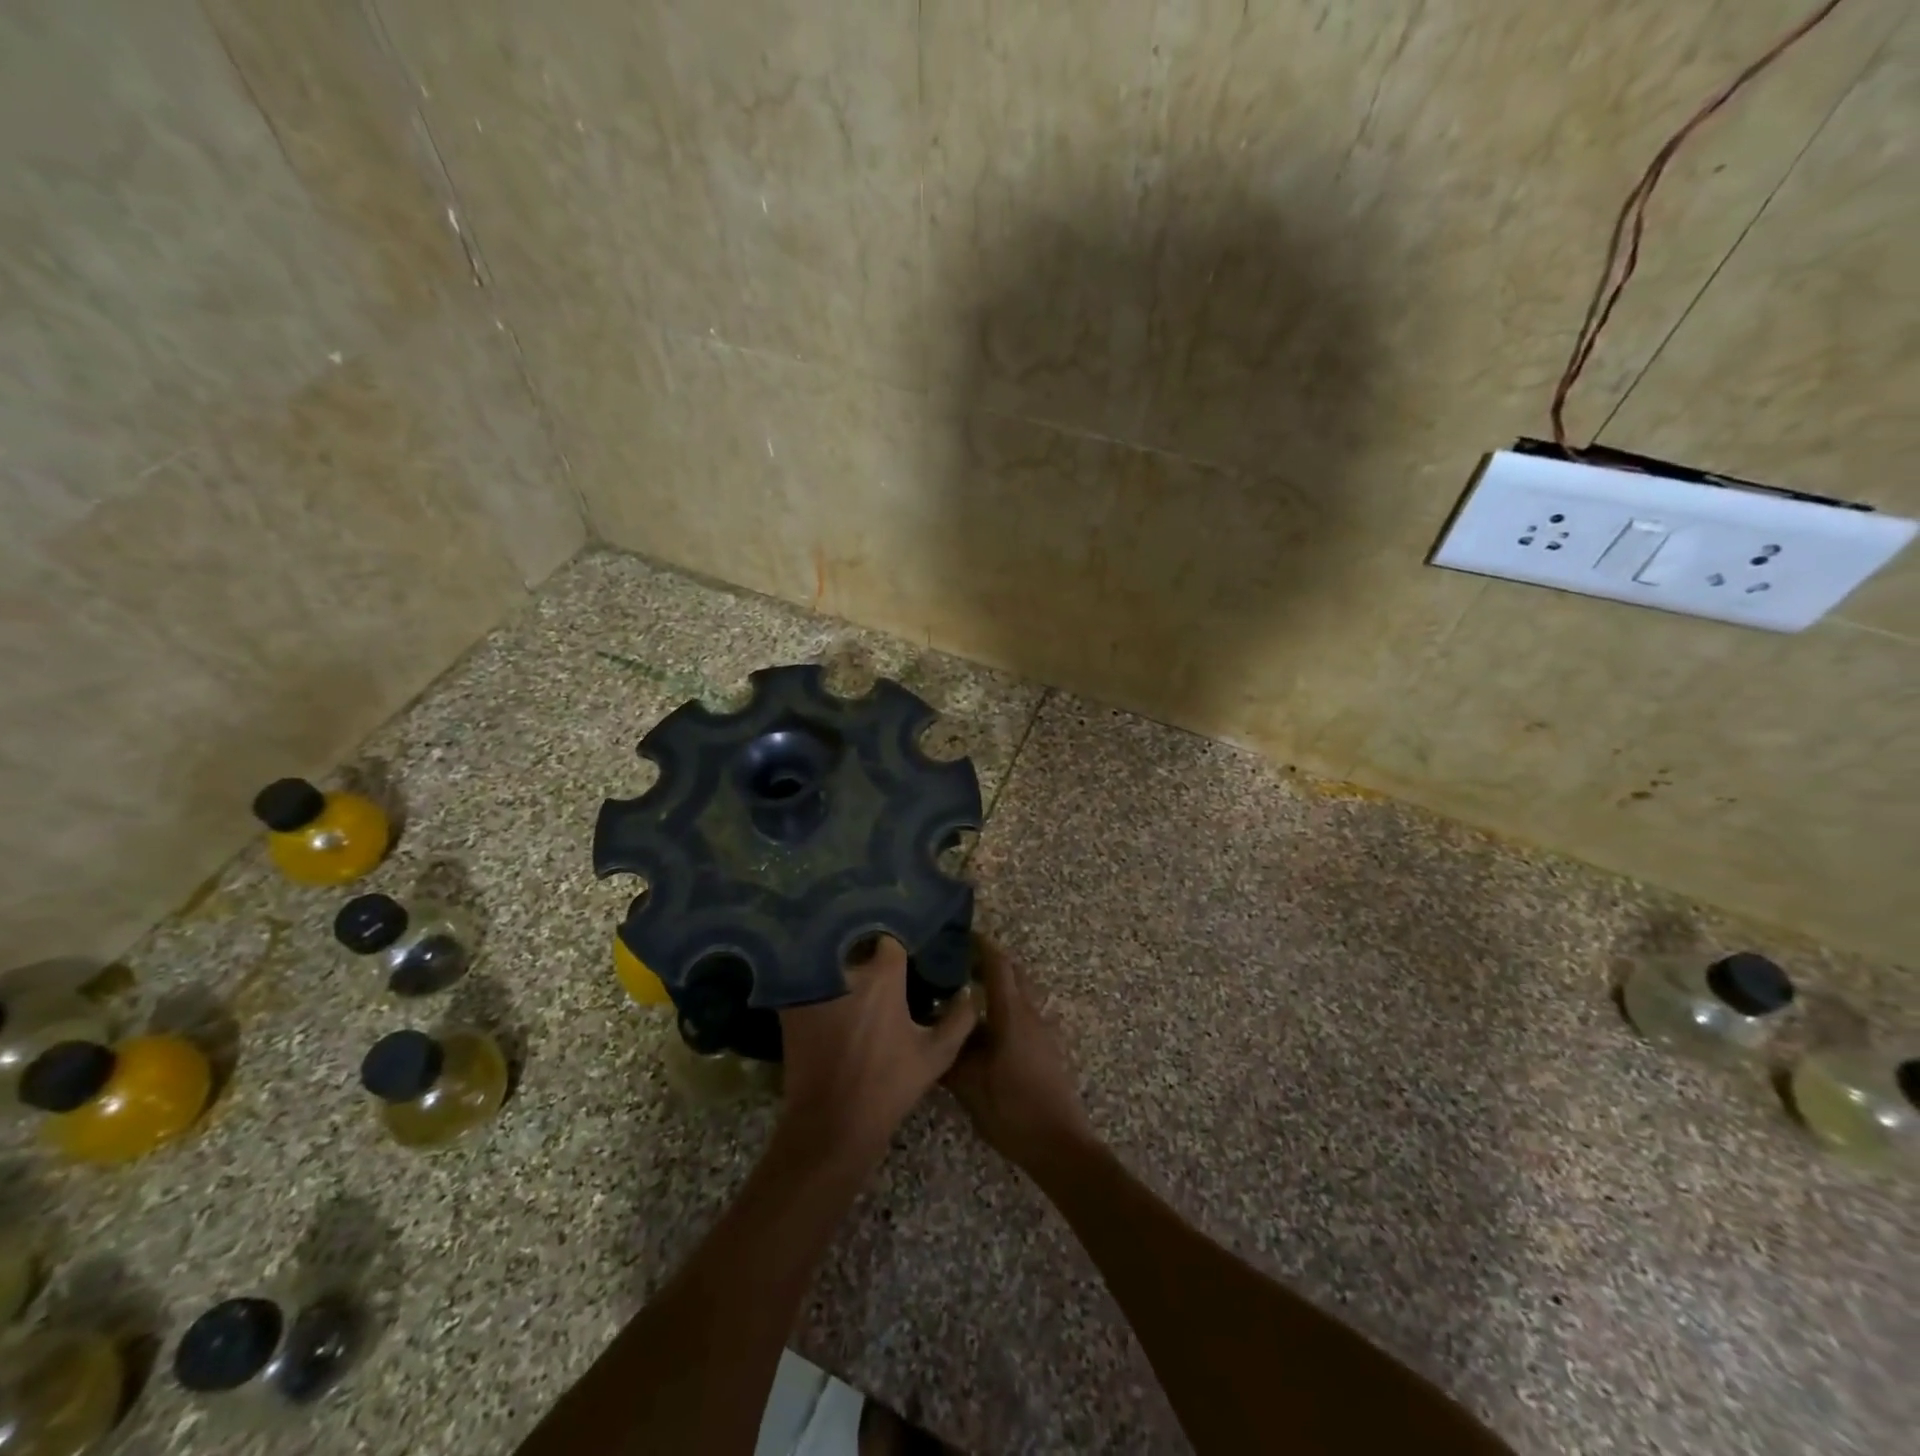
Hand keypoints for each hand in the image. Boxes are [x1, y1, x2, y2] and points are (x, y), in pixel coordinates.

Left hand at [777, 936, 976, 1165]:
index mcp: (882, 976)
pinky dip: (818, 985)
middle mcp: (845, 970)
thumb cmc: (888, 1087)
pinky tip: (830, 1000)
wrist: (831, 1125)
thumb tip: (968, 991)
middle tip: (881, 971)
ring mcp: (813, 985)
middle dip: (868, 953)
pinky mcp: (791, 1004)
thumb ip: (959, 1017)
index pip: (890, 939)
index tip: (905, 958)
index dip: (898, 947)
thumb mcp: (936, 1055)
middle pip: (857, 945)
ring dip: (842, 966)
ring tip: (854, 982)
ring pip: (831, 961)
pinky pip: (808, 982)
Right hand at [946, 938, 1095, 1170]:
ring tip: (968, 998)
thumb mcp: (970, 1086)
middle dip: (990, 963)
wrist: (1060, 1145)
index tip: (961, 936)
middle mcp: (1032, 1014)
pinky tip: (986, 1033)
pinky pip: (1026, 1017)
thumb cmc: (1013, 1109)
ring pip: (1021, 996)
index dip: (981, 946)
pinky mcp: (1048, 1050)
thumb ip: (949, 1056)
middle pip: (1014, 974)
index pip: (999, 964)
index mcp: (1012, 1013)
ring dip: (999, 989)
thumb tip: (929, 1034)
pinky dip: (1006, 1011)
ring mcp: (1044, 1032)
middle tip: (959, 965)